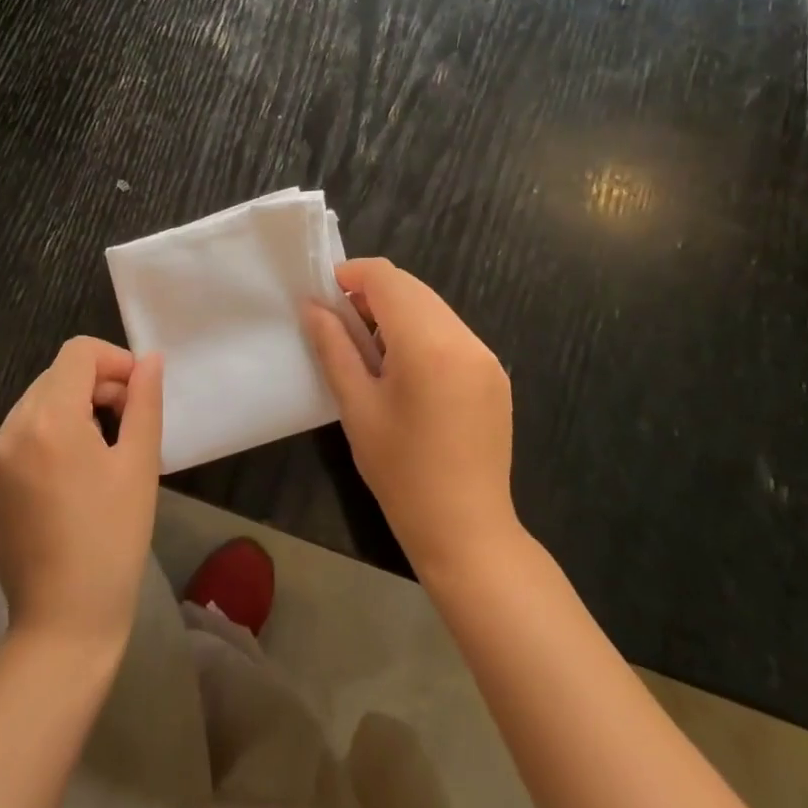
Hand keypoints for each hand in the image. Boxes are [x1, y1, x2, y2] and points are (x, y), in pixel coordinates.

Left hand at [0, 337, 163, 656]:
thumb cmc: (113, 539)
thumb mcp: (140, 464)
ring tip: (96, 455)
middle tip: (123, 424)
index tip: (136, 394)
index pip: (78, 353)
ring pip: (33, 408)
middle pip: (55, 377)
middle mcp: (10, 431)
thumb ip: (144, 401)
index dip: (113, 361)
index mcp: (49, 419)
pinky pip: (14, 444)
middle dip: (93, 386)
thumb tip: (149, 360)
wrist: (63, 625)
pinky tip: (63, 485)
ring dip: (67, 413)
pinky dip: (41, 444)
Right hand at [304, 259, 516, 580]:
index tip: (324, 297)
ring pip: (432, 307)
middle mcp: (464, 338)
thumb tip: (312, 304)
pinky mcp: (494, 373)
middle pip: (411, 288)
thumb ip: (333, 345)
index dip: (351, 275)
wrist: (467, 531)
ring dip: (397, 312)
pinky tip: (404, 370)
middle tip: (340, 325)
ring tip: (369, 350)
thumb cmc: (401, 472)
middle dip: (372, 294)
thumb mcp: (356, 406)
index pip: (387, 278)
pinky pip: (450, 331)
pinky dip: (421, 332)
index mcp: (428, 344)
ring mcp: (485, 355)